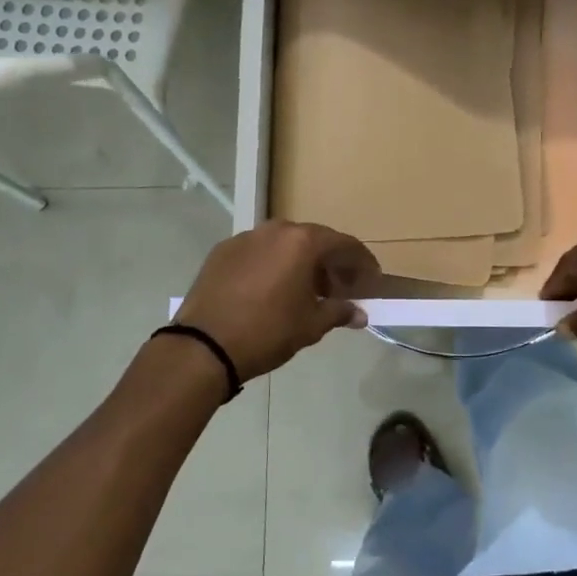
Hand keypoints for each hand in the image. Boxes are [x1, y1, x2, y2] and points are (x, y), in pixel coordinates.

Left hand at [174, 221, 378, 379]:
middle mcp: (275, 230)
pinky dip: (273, 265)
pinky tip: (272, 290)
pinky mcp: (222, 251)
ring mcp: (246, 237)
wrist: (204, 345)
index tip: (372, 280)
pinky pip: (258, 252)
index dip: (362, 263)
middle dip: (331, 263)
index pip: (344, 244)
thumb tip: (360, 314)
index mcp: (302, 242)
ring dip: (300, 262)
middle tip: (341, 288)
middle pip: (314, 240)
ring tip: (306, 290)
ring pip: (284, 244)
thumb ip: (339, 312)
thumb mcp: (311, 325)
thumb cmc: (267, 332)